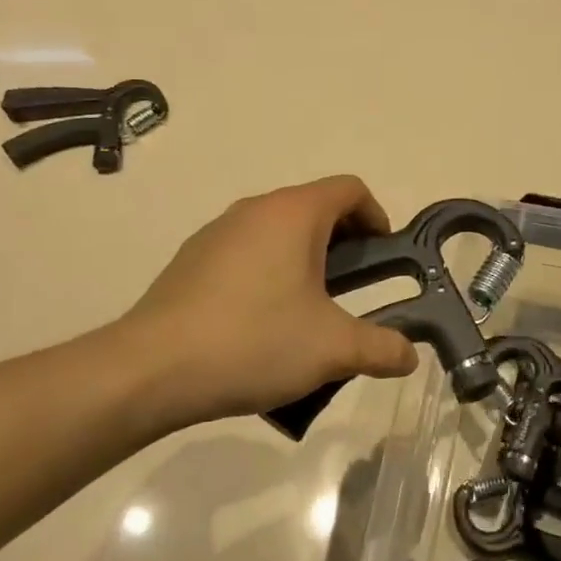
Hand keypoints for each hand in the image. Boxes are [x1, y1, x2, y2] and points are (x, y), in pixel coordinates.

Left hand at [107, 176, 417, 434]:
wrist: (151, 370)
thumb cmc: (254, 342)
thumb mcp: (332, 348)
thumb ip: (381, 348)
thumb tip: (409, 357)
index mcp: (293, 214)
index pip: (350, 189)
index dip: (377, 217)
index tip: (385, 257)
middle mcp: (254, 210)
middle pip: (314, 208)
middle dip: (344, 242)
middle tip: (356, 288)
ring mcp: (217, 233)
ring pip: (277, 231)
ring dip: (305, 259)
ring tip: (310, 311)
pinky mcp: (191, 260)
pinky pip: (246, 252)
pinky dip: (269, 272)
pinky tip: (263, 323)